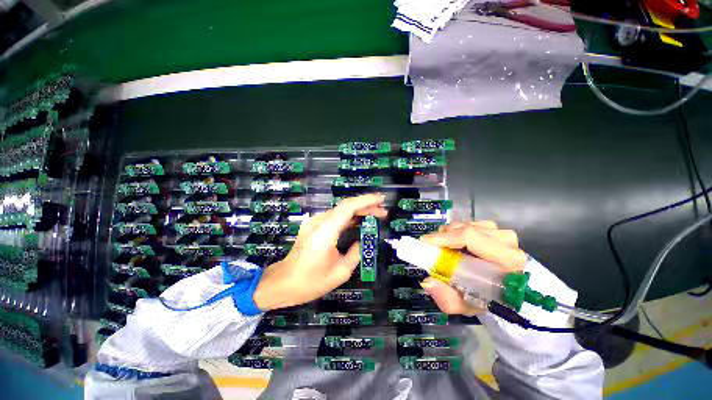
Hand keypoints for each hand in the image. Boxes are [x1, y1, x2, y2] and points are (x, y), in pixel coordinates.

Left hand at [253, 194, 386, 310]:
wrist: (283, 282)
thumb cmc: (310, 282)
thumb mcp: (340, 272)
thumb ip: (355, 252)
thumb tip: (362, 240)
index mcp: (325, 232)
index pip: (348, 207)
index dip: (366, 201)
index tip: (381, 200)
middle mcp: (319, 222)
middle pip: (346, 206)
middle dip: (366, 206)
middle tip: (383, 212)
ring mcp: (314, 222)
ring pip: (341, 210)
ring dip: (358, 211)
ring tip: (375, 215)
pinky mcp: (313, 225)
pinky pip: (335, 217)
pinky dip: (349, 217)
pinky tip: (359, 221)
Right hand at [419, 221, 526, 315]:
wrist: (501, 291)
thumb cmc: (484, 299)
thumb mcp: (465, 306)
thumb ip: (447, 299)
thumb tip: (427, 282)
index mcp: (507, 260)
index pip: (470, 237)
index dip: (444, 238)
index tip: (425, 243)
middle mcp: (507, 242)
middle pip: (465, 229)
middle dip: (443, 236)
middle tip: (431, 248)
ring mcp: (502, 233)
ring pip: (465, 224)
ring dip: (449, 234)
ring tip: (444, 248)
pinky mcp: (496, 229)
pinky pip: (468, 223)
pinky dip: (456, 231)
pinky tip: (455, 243)